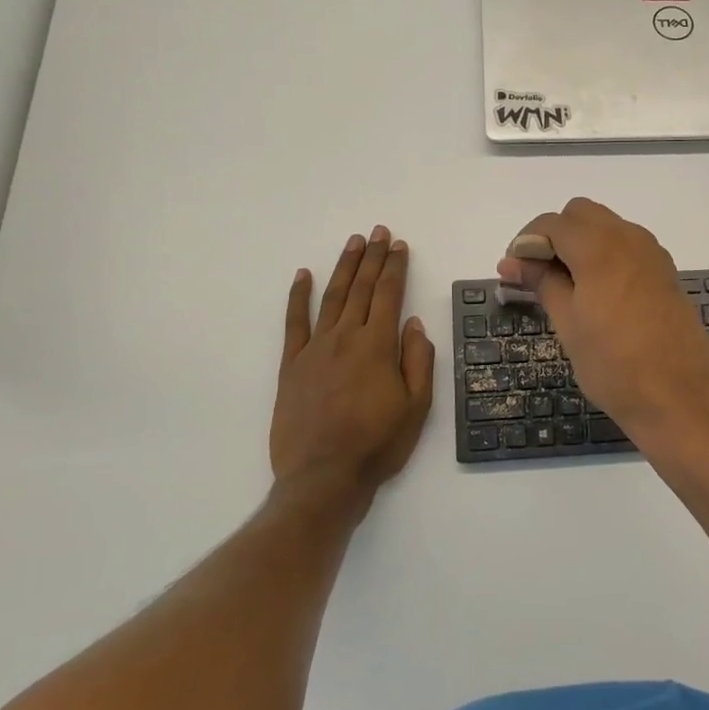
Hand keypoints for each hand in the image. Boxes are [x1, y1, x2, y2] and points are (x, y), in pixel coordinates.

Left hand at [272, 226, 434, 508]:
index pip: (389, 295)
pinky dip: (298, 296)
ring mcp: (314, 349)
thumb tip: (414, 323)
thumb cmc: (378, 444)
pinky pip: (294, 322)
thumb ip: (418, 361)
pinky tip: (303, 275)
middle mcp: (345, 338)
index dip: (395, 267)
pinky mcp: (291, 365)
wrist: (323, 477)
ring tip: (353, 243)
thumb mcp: (416, 407)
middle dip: (373, 258)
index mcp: (378, 346)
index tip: (399, 245)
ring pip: (332, 297)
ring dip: (344, 267)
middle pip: (362, 288)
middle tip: (379, 232)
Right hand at [497, 198, 708, 444]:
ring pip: (607, 227)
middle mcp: (629, 238)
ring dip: (581, 243)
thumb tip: (512, 262)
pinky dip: (605, 255)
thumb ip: (542, 282)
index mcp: (600, 247)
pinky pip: (628, 246)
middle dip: (554, 235)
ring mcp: (652, 254)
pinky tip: (596, 293)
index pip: (553, 223)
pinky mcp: (665, 272)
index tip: (513, 271)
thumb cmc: (614, 365)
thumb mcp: (568, 324)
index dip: (526, 242)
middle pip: (581, 214)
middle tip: (537, 274)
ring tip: (564, 286)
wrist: (679, 398)